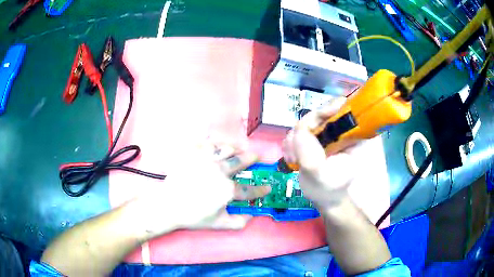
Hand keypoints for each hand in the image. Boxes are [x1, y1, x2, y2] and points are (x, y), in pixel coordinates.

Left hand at [136, 142, 270, 234]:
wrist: (168, 205)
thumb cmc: (193, 216)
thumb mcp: (219, 224)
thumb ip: (238, 222)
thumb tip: (251, 216)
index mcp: (227, 189)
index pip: (250, 189)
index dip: (261, 189)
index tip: (267, 187)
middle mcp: (220, 171)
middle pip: (241, 161)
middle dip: (253, 158)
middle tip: (257, 156)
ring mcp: (205, 160)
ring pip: (225, 148)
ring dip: (235, 148)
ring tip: (237, 148)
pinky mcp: (192, 154)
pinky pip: (205, 144)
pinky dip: (213, 144)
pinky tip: (215, 146)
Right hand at [283, 98, 358, 209]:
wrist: (323, 196)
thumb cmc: (329, 190)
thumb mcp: (322, 178)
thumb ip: (312, 158)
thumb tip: (299, 133)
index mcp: (355, 135)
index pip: (345, 108)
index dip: (328, 110)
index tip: (312, 126)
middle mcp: (343, 128)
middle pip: (321, 113)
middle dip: (304, 130)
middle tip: (296, 151)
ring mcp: (328, 131)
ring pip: (307, 121)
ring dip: (295, 139)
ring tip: (294, 159)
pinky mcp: (316, 135)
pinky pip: (299, 130)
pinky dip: (292, 142)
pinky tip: (293, 158)